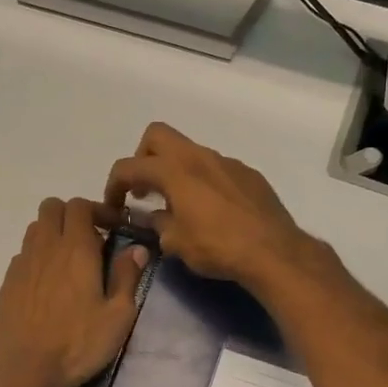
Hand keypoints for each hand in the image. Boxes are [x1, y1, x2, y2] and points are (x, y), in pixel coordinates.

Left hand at [0, 197, 148, 386]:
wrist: (27, 372)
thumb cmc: (79, 344)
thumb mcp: (117, 315)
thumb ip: (126, 276)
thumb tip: (136, 248)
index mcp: (75, 250)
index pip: (80, 205)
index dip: (98, 209)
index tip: (114, 226)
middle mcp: (45, 248)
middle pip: (52, 207)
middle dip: (72, 214)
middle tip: (91, 238)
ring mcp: (21, 265)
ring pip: (35, 229)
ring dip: (53, 233)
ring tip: (69, 260)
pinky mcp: (7, 284)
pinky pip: (23, 255)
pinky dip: (38, 257)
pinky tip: (48, 284)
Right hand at [101, 124, 321, 291]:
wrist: (273, 251)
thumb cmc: (217, 247)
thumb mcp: (176, 243)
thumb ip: (158, 224)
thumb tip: (154, 218)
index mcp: (174, 170)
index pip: (129, 166)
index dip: (113, 185)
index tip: (114, 206)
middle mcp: (199, 156)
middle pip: (157, 135)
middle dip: (143, 158)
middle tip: (144, 189)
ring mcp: (226, 162)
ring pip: (190, 151)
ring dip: (175, 170)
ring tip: (179, 204)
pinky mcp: (248, 174)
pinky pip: (216, 168)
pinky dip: (203, 180)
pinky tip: (212, 210)